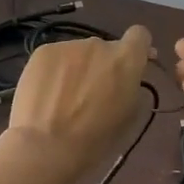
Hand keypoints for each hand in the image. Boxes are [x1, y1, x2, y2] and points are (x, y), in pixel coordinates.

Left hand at [4, 25, 153, 183]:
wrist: (46, 147)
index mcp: (127, 59)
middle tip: (91, 93)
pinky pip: (56, 57)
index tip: (129, 67)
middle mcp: (99, 44)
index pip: (140, 36)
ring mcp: (69, 45)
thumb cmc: (95, 140)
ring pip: (79, 53)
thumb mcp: (129, 115)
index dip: (136, 50)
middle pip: (105, 48)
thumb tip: (126, 78)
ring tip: (63, 98)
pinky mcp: (43, 51)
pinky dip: (55, 71)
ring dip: (77, 68)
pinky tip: (46, 94)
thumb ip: (131, 87)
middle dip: (102, 65)